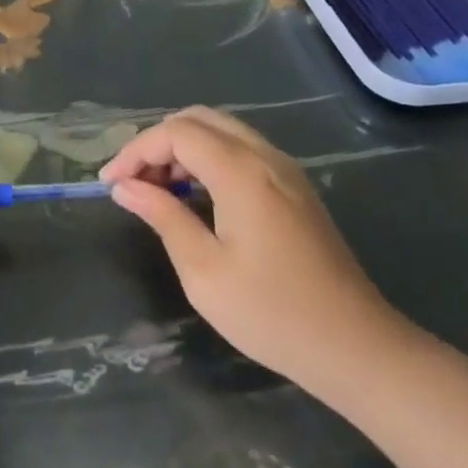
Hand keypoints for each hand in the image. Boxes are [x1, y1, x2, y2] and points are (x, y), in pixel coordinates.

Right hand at [100, 107, 409, 400]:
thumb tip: (125, 187)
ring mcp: (285, 169)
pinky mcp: (295, 187)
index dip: (135, 151)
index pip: (175, 133)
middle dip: (157, 143)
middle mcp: (264, 156)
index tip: (110, 185)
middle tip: (134, 183)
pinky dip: (209, 159)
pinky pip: (241, 150)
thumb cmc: (272, 313)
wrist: (357, 347)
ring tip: (158, 190)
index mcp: (240, 171)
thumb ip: (163, 216)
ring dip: (183, 149)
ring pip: (222, 131)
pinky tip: (196, 196)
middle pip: (198, 119)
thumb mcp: (203, 270)